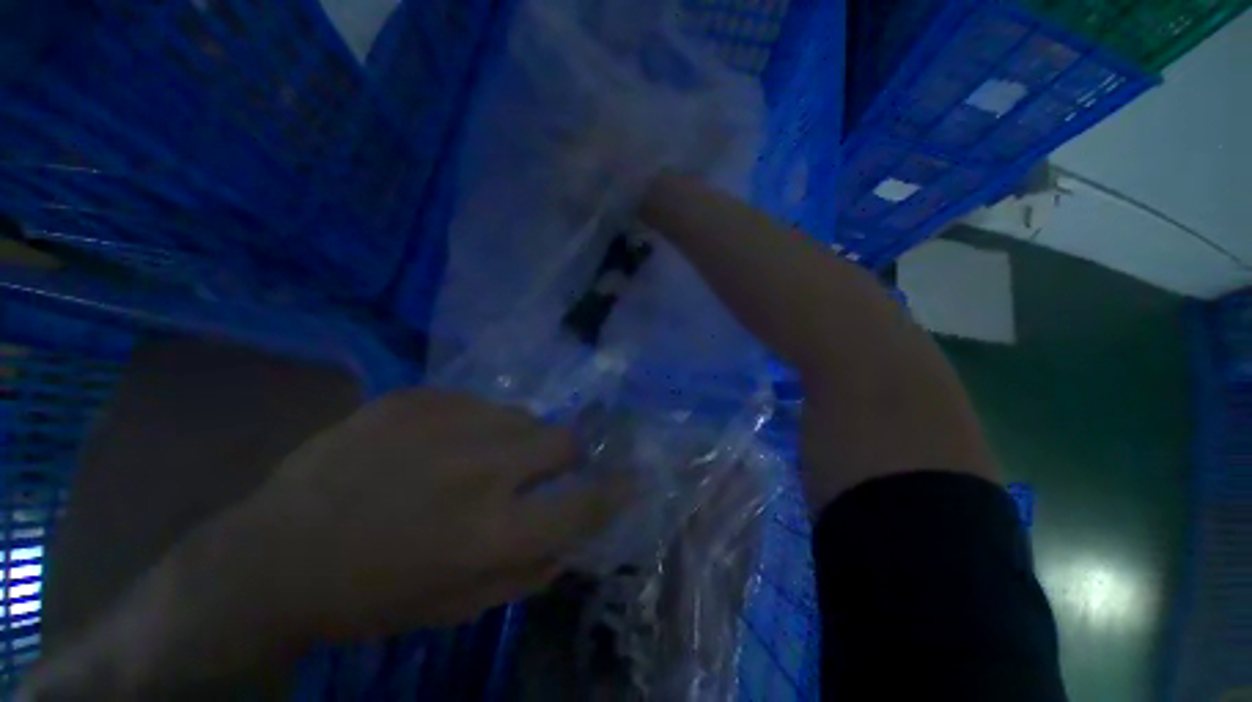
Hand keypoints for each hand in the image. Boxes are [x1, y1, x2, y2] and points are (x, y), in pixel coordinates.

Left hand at [243, 388, 628, 638]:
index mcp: (490, 532)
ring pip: (525, 415)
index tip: (631, 480)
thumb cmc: (373, 596)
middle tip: (540, 469)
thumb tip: (574, 533)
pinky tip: (440, 444)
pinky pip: (479, 403)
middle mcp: (480, 468)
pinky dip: (476, 425)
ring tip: (481, 458)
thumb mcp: (460, 605)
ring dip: (519, 439)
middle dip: (565, 456)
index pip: (584, 505)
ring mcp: (447, 423)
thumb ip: (530, 569)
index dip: (615, 492)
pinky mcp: (417, 397)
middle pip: (565, 439)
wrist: (275, 554)